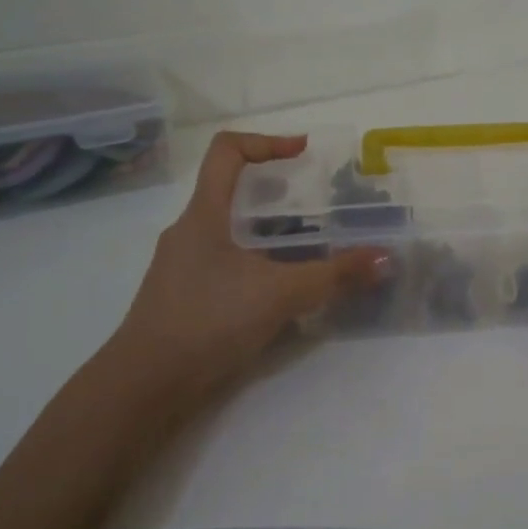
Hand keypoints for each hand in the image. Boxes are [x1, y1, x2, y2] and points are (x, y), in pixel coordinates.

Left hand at [106, 132, 383, 411]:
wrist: (144, 388)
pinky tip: (279, 291)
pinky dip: (255, 263)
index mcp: (203, 214)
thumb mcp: (280, 294)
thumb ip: (334, 275)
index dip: (267, 141)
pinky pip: (224, 262)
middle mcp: (188, 231)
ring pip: (229, 231)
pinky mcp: (182, 297)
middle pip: (231, 191)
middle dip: (277, 193)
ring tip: (307, 249)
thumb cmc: (207, 322)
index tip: (303, 152)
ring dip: (268, 232)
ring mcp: (181, 266)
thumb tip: (384, 259)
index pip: (226, 150)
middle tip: (316, 207)